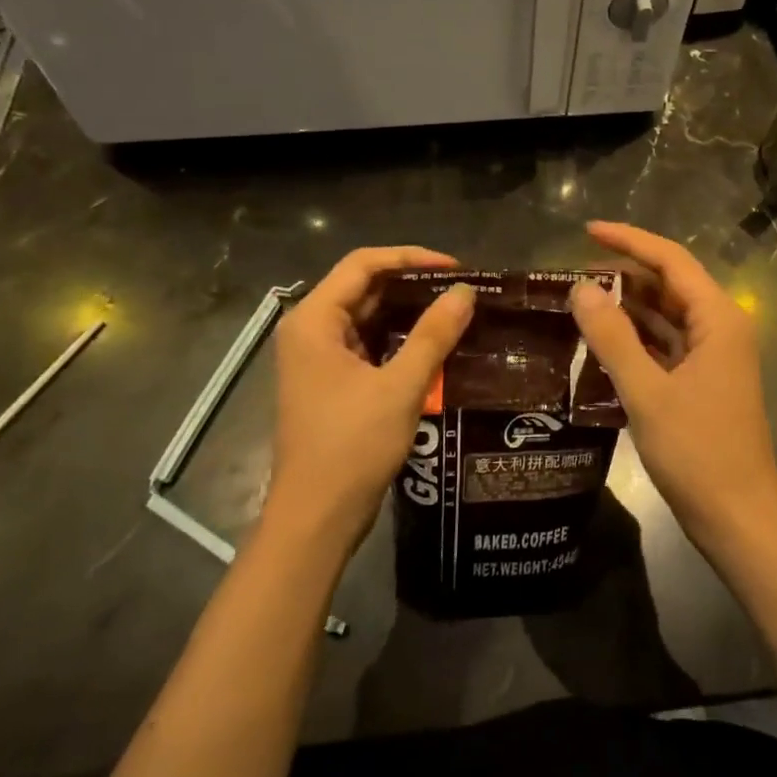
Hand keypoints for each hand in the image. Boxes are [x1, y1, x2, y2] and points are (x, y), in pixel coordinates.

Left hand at [264, 247, 474, 557]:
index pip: (363, 264)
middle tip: (461, 289)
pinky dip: (398, 338)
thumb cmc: (352, 446)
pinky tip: (434, 343)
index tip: (455, 268)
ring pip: (367, 317)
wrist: (317, 517)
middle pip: (363, 287)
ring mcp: (318, 358)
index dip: (411, 258)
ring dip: (407, 311)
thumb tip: (465, 292)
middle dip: (412, 283)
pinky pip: (367, 344)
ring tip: (455, 310)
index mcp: (314, 320)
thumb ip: (433, 334)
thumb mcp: (400, 386)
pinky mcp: (330, 382)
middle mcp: (310, 331)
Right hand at [569, 222, 776, 546]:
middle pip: (669, 285)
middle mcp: (720, 328)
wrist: (739, 518)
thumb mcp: (647, 392)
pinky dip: (636, 339)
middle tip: (572, 276)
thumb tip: (580, 288)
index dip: (628, 240)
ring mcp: (713, 356)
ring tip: (580, 303)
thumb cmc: (698, 451)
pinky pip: (666, 345)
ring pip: (666, 316)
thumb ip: (612, 337)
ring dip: (628, 308)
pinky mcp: (703, 381)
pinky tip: (602, 342)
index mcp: (718, 318)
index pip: (670, 260)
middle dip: (624, 275)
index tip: (586, 231)